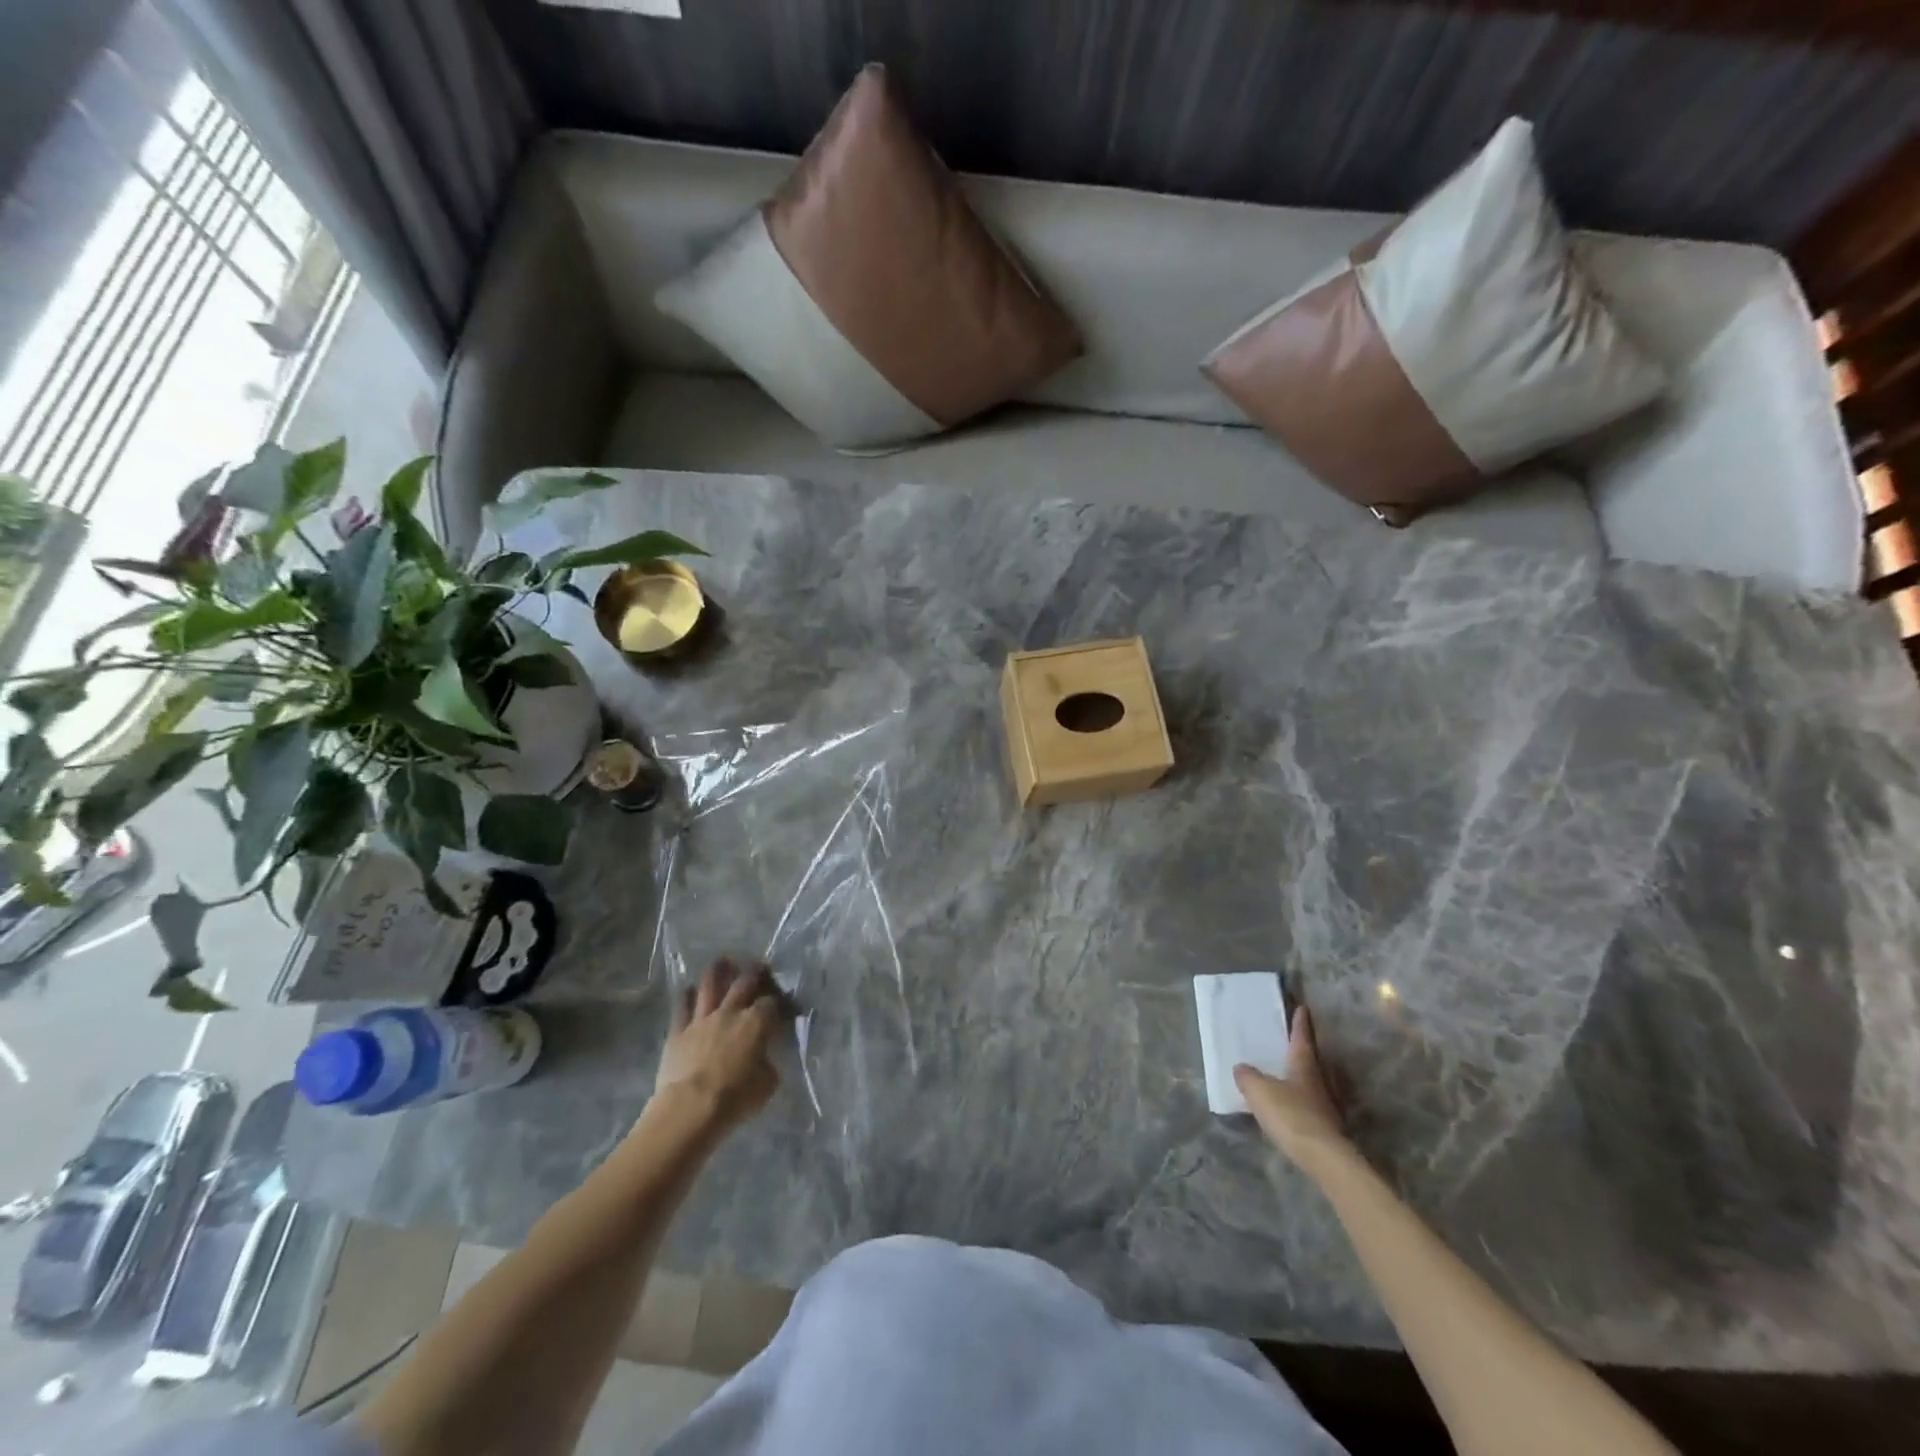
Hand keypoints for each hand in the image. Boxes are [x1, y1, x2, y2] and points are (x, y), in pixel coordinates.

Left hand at [655, 959, 785, 1131]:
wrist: (691, 1108)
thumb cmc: (735, 1098)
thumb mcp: (767, 1084)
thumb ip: (768, 1063)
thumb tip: (765, 1058)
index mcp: (757, 1023)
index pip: (772, 1003)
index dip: (778, 1001)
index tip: (782, 1003)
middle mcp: (731, 1012)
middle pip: (744, 983)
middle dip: (754, 972)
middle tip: (758, 965)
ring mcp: (702, 1019)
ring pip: (710, 986)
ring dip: (717, 971)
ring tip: (722, 961)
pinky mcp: (678, 1031)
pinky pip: (681, 1007)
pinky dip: (685, 996)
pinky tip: (687, 990)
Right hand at [1234, 1007, 1351, 1166]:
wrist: (1323, 1159)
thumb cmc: (1291, 1115)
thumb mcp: (1259, 1091)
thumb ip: (1248, 1076)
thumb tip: (1242, 1067)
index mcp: (1304, 1066)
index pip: (1302, 1039)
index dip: (1301, 1024)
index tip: (1303, 1009)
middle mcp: (1319, 1082)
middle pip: (1312, 1061)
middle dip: (1304, 1051)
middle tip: (1293, 1042)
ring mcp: (1326, 1107)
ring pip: (1314, 1084)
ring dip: (1304, 1078)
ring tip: (1289, 1075)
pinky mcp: (1327, 1129)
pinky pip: (1311, 1106)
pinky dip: (1302, 1101)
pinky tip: (1291, 1107)